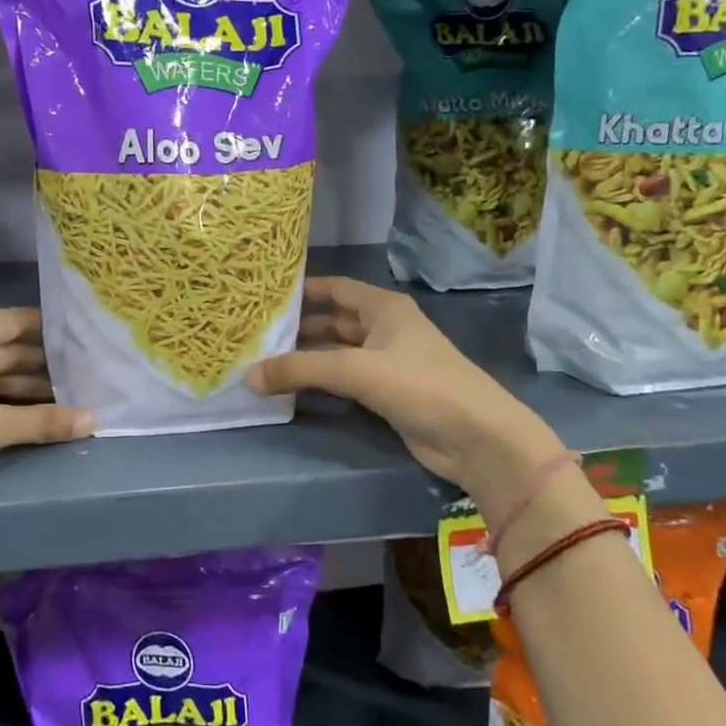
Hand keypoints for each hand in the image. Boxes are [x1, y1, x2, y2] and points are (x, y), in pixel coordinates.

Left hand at [0, 307, 91, 512]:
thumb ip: (42, 421)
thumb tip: (94, 421)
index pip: (16, 321)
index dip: (50, 330)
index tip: (84, 340)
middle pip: (3, 348)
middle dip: (41, 365)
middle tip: (83, 377)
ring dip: (21, 386)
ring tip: (63, 399)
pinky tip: (24, 415)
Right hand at [246, 277, 563, 516]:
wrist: (477, 437)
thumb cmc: (420, 385)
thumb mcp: (355, 370)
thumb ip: (300, 370)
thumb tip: (248, 376)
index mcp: (384, 308)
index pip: (335, 288)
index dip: (303, 289)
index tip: (265, 295)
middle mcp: (385, 329)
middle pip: (333, 322)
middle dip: (298, 328)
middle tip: (256, 334)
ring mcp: (387, 362)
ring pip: (337, 353)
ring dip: (307, 358)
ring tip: (264, 361)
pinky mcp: (388, 394)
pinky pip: (345, 381)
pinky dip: (321, 383)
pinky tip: (292, 389)